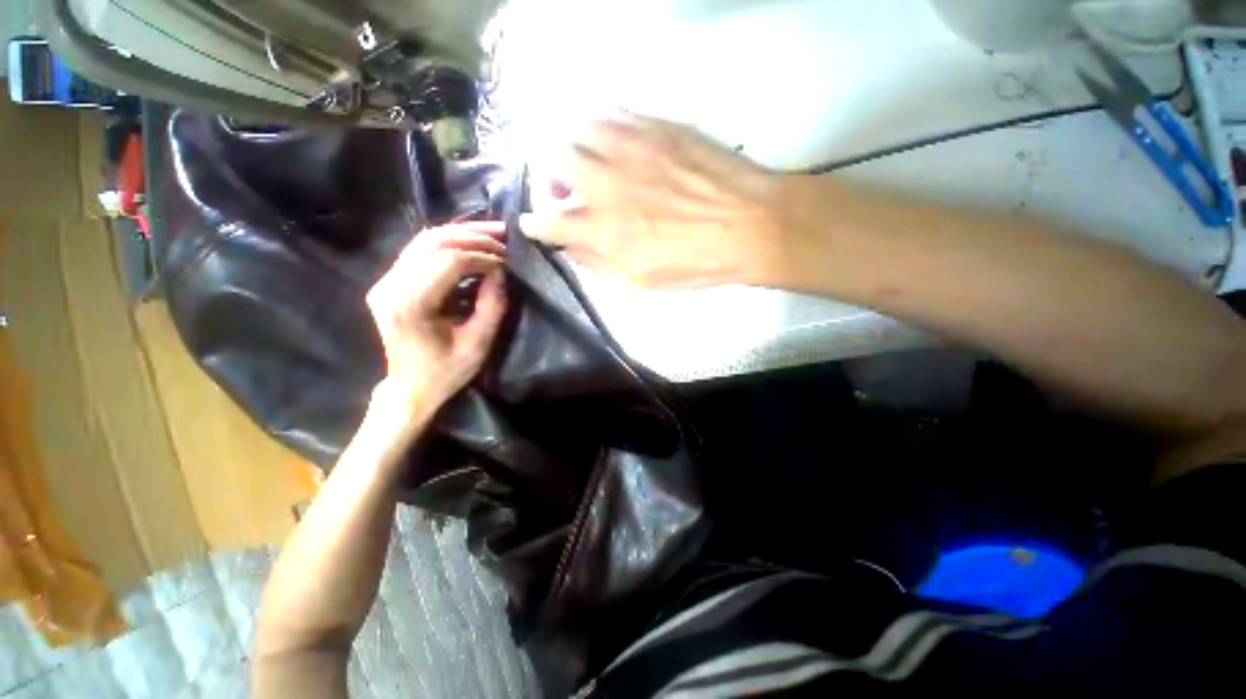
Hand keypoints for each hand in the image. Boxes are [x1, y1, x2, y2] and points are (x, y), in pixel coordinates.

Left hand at [365, 223, 507, 425]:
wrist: (409, 387)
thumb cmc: (446, 371)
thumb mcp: (478, 343)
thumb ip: (491, 305)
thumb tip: (501, 271)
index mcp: (411, 304)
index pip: (447, 261)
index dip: (481, 256)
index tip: (506, 262)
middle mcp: (390, 286)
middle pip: (432, 242)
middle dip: (472, 235)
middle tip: (502, 234)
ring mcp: (385, 281)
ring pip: (424, 240)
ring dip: (460, 233)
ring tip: (491, 233)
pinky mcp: (390, 282)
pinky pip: (419, 250)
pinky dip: (448, 243)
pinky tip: (470, 243)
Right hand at [520, 114, 785, 287]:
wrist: (749, 224)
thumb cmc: (695, 263)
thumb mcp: (641, 282)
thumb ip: (598, 264)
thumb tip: (571, 248)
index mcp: (603, 230)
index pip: (549, 222)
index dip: (536, 224)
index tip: (534, 224)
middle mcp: (606, 184)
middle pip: (554, 164)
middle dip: (550, 179)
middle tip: (563, 190)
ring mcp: (629, 148)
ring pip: (577, 131)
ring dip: (573, 149)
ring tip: (587, 163)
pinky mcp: (654, 126)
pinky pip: (611, 114)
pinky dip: (600, 128)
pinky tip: (612, 143)